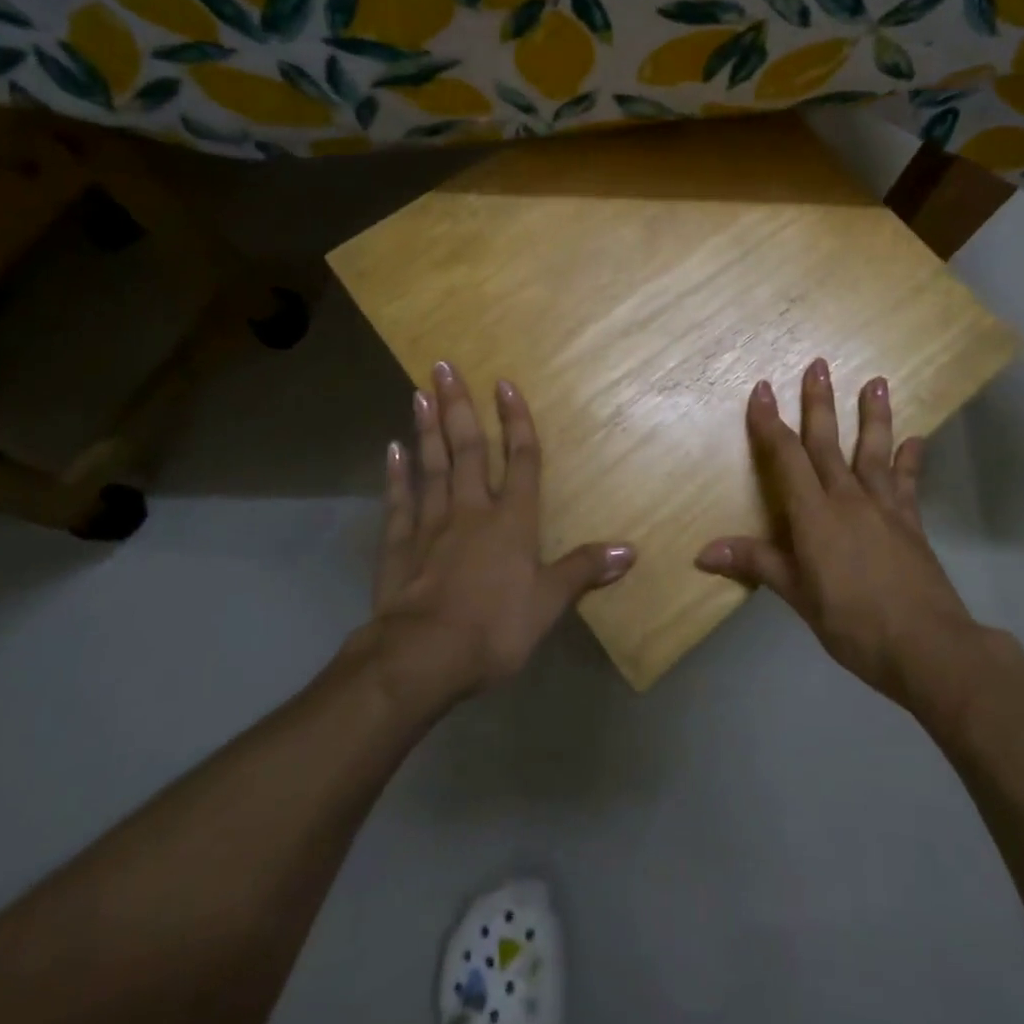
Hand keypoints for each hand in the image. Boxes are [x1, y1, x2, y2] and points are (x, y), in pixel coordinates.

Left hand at [371, 362, 633, 703]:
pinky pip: (399, 501)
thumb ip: (584, 570)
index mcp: (512, 521)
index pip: (520, 459)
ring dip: (428, 428)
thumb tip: (631, 550)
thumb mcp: (549, 604)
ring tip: (421, 393)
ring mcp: (431, 524)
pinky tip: (392, 449)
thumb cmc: (494, 628)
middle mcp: (471, 511)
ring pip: (431, 465)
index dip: (516, 421)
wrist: (423, 657)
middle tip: (444, 366)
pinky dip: (396, 474)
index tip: (505, 383)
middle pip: (468, 449)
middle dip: (459, 406)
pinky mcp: (399, 545)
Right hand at [695, 360, 973, 705]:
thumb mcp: (797, 596)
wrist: (928, 647)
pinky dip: (911, 460)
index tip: (762, 388)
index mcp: (815, 514)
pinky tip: (916, 440)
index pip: (786, 457)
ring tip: (877, 381)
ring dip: (873, 415)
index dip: (770, 422)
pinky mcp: (911, 524)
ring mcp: (884, 508)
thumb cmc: (853, 623)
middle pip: (828, 442)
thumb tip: (702, 552)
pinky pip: (908, 484)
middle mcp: (848, 499)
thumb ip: (756, 564)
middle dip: (819, 402)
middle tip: (818, 364)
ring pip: (874, 451)